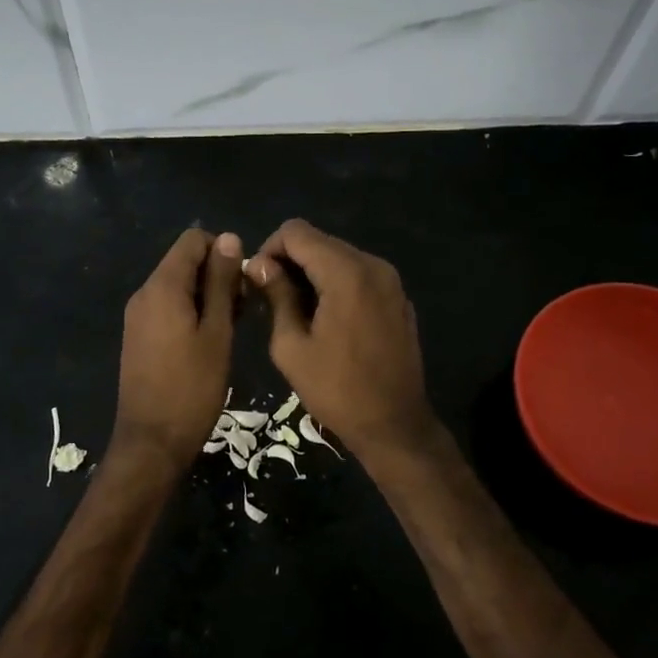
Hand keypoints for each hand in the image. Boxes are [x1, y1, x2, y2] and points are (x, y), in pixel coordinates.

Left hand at [110, 228, 243, 472]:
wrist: (152, 442)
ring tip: (230, 329)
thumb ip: (221, 283)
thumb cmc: (192, 387)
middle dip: (216, 275)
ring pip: (177, 285)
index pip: (192, 240)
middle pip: (184, 261)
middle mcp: (144, 293)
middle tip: (242, 311)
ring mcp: (138, 316)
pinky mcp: (138, 336)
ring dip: (206, 296)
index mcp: (162, 287)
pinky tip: (209, 340)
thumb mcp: (217, 333)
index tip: (243, 283)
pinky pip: (167, 307)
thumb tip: (229, 238)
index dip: (223, 251)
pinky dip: (190, 312)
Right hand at [247, 219, 437, 460]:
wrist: (394, 425)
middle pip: (320, 241)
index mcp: (345, 273)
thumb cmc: (336, 389)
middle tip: (271, 298)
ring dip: (312, 273)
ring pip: (339, 256)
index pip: (296, 232)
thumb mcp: (291, 346)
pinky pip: (359, 275)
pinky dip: (336, 284)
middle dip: (290, 261)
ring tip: (296, 311)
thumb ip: (276, 295)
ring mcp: (391, 281)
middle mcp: (373, 265)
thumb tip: (259, 265)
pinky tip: (327, 319)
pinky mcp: (398, 298)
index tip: (259, 282)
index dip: (269, 249)